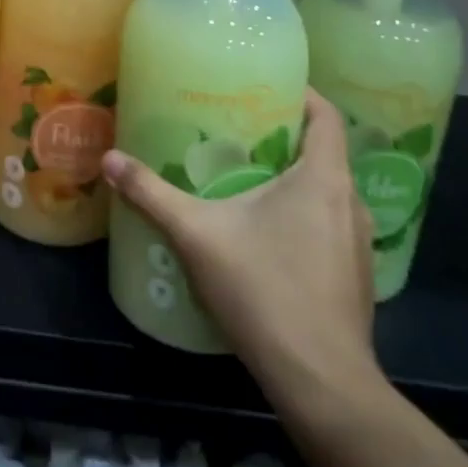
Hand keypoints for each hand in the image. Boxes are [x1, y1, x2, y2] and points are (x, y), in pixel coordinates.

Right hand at [102, 90, 380, 397]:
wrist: (319, 380)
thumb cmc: (263, 290)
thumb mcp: (196, 234)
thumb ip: (151, 194)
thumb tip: (109, 159)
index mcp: (323, 179)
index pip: (328, 116)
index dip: (303, 94)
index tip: (266, 86)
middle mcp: (350, 203)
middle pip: (325, 152)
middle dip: (285, 137)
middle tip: (239, 131)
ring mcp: (358, 244)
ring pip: (328, 192)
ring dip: (295, 179)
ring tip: (247, 178)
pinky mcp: (355, 277)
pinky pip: (330, 225)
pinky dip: (303, 215)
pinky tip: (267, 234)